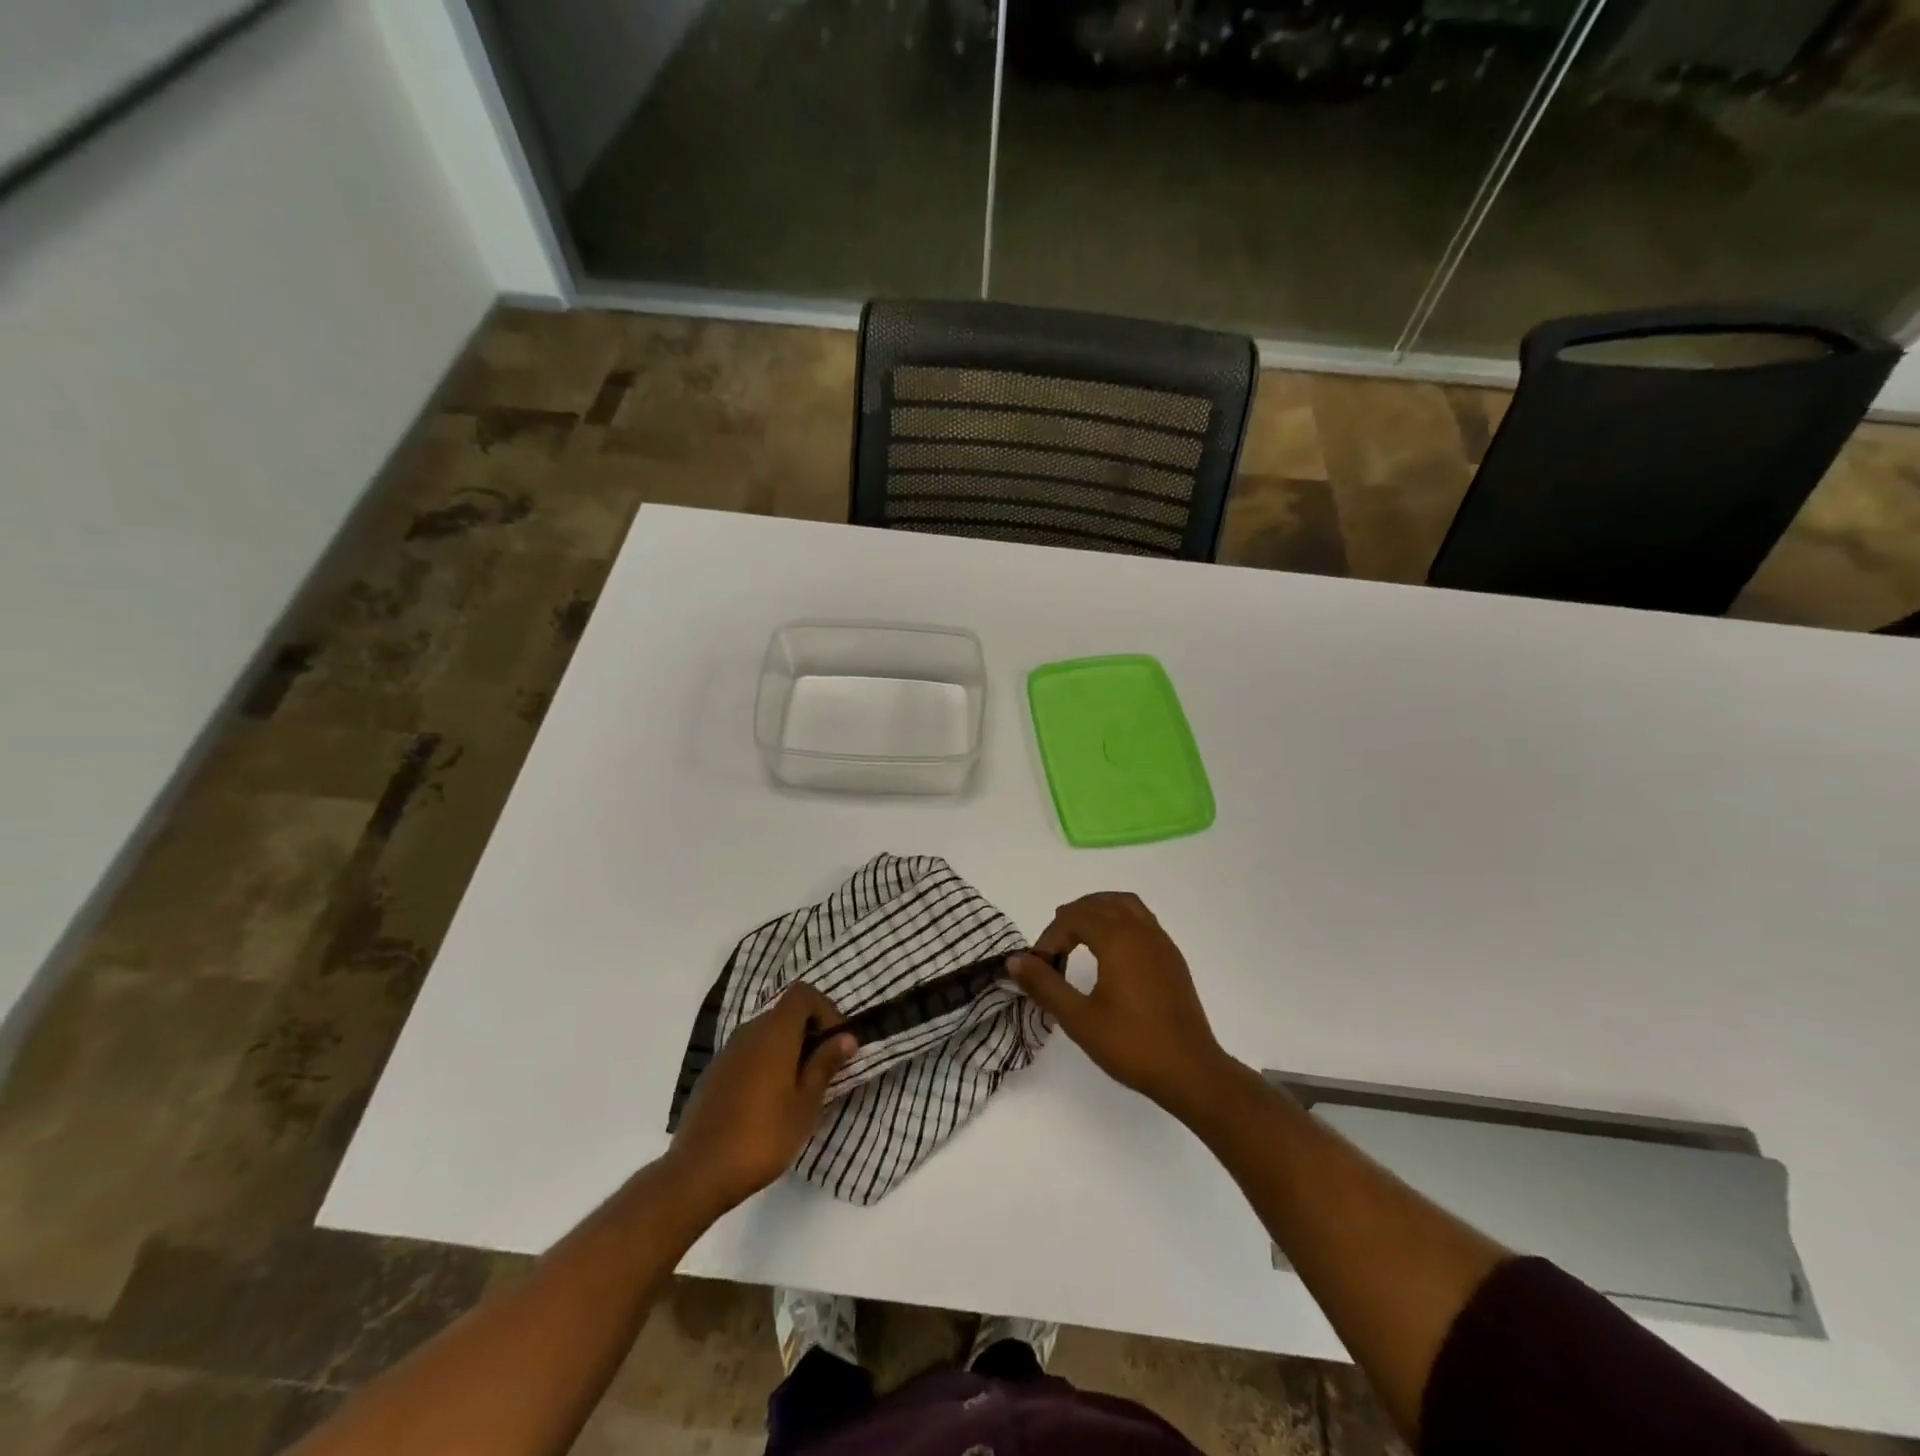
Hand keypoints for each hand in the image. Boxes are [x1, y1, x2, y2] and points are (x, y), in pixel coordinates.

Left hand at [667, 983, 855, 1214]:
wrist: (698, 1173)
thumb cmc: (763, 1136)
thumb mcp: (805, 1104)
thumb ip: (825, 1064)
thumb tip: (846, 1037)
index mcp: (774, 1033)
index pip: (802, 994)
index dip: (825, 1009)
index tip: (836, 1042)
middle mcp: (748, 1032)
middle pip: (784, 1014)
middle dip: (808, 1032)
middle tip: (823, 1069)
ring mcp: (726, 1053)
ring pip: (765, 1035)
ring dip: (786, 1050)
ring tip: (797, 1089)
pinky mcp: (712, 1075)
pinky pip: (746, 1055)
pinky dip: (764, 1064)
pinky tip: (766, 1103)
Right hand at [1008, 893, 1237, 1122]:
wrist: (1191, 1071)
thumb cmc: (1131, 1045)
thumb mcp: (1079, 1019)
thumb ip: (1045, 985)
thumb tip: (1015, 960)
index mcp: (1118, 940)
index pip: (1074, 918)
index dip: (1051, 936)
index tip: (1039, 966)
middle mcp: (1141, 931)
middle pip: (1099, 903)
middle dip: (1071, 918)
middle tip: (1053, 949)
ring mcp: (1161, 942)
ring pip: (1125, 905)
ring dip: (1098, 911)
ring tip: (1078, 936)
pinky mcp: (1172, 958)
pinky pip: (1142, 920)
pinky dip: (1119, 920)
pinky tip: (1111, 952)